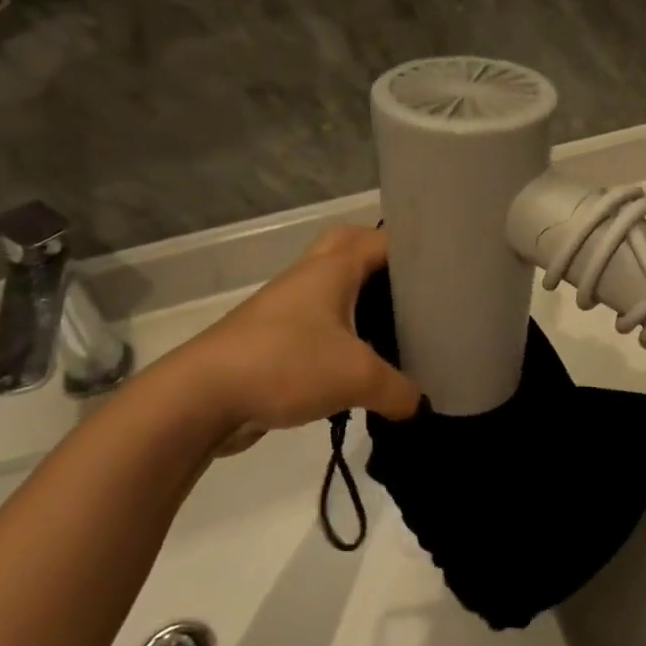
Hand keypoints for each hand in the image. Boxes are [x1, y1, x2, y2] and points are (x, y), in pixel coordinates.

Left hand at [166, 226, 421, 454]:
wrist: (201, 397)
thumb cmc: (287, 364)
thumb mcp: (358, 379)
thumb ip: (399, 391)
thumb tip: (420, 406)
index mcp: (331, 269)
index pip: (381, 239)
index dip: (414, 246)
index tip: (444, 267)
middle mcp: (307, 277)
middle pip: (348, 247)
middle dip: (380, 260)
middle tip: (412, 287)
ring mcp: (284, 307)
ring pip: (329, 288)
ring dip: (357, 298)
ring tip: (394, 325)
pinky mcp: (269, 339)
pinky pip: (314, 323)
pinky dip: (338, 333)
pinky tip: (358, 363)